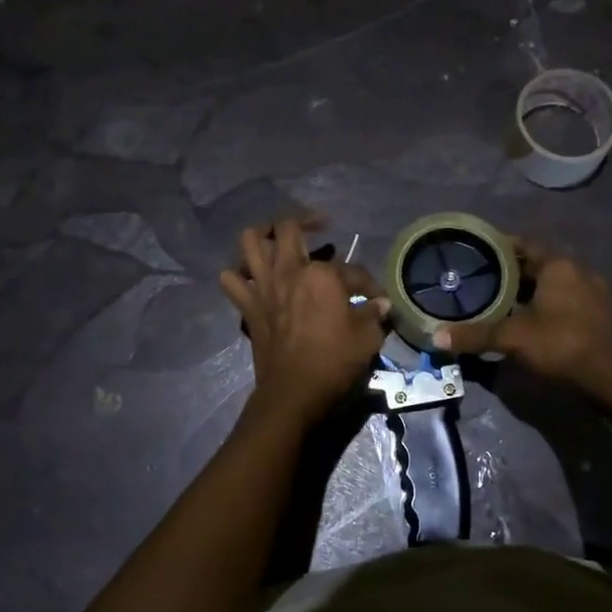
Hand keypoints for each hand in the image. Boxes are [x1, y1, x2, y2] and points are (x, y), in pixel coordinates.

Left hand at [220, 218, 388, 426]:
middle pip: (288, 227)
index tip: (376, 298)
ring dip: (262, 234)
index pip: (352, 270)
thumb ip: (374, 315)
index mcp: (323, 274)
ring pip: (250, 241)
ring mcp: (263, 285)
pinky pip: (231, 279)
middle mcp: (289, 270)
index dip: (368, 284)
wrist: (294, 391)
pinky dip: (238, 274)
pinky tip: (253, 277)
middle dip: (306, 220)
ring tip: (277, 239)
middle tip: (319, 226)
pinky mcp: (247, 305)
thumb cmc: (335, 362)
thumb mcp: (368, 338)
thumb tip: (381, 304)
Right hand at [431, 240, 611, 392]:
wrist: (609, 375)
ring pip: (554, 284)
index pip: (526, 244)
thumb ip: (475, 335)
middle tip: (485, 281)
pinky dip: (548, 306)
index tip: (479, 254)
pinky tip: (531, 321)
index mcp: (558, 265)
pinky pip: (567, 301)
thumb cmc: (559, 343)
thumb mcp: (512, 337)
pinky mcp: (600, 315)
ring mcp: (594, 293)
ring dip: (532, 291)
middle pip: (540, 264)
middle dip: (514, 272)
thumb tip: (436, 336)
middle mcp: (579, 271)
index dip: (501, 247)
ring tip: (504, 302)